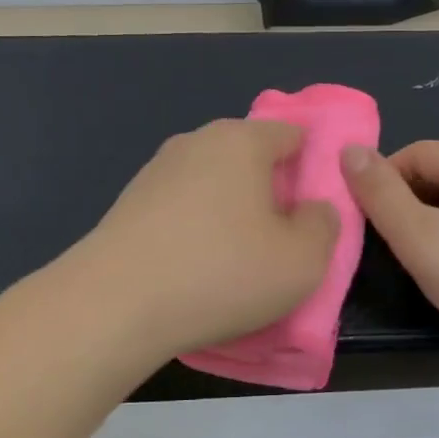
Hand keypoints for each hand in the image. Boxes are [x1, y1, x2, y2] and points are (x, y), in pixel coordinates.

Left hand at [74, 120, 338, 360]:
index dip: (313, 165)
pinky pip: (181, 210)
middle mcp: (195, 142)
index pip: (292, 134)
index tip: (317, 207)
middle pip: (249, 158)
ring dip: (230, 214)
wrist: (115, 304)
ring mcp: (156, 171)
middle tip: (282, 240)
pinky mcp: (129, 204)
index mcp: (241, 141)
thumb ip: (324, 225)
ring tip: (236, 262)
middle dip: (270, 192)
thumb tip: (313, 208)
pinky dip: (195, 231)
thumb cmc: (222, 272)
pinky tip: (194, 269)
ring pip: (213, 185)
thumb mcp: (303, 260)